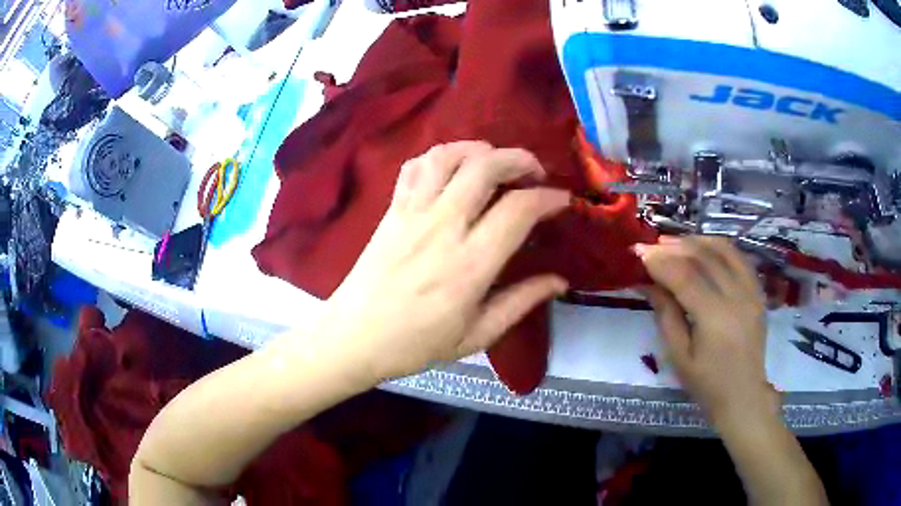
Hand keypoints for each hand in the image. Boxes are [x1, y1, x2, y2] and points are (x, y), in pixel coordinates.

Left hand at [317, 141, 569, 382]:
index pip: (518, 210)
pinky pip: (416, 166)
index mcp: (470, 264)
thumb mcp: (476, 335)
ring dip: (480, 149)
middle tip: (535, 173)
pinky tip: (453, 169)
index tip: (561, 200)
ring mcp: (412, 213)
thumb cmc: (416, 343)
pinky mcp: (391, 209)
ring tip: (496, 162)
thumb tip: (560, 281)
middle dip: (519, 159)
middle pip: (485, 167)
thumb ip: (521, 302)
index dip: (548, 198)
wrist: (353, 336)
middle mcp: (443, 227)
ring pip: (449, 156)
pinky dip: (440, 156)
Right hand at [636, 237, 780, 428]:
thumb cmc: (707, 384)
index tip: (638, 253)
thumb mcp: (679, 356)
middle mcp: (737, 296)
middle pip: (703, 257)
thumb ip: (665, 315)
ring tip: (674, 243)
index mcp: (715, 318)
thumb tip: (647, 283)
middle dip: (674, 247)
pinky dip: (718, 246)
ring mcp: (751, 291)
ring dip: (696, 241)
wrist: (744, 395)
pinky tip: (702, 248)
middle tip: (651, 246)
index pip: (685, 276)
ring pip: (723, 249)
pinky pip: (738, 257)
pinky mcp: (758, 291)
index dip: (660, 261)